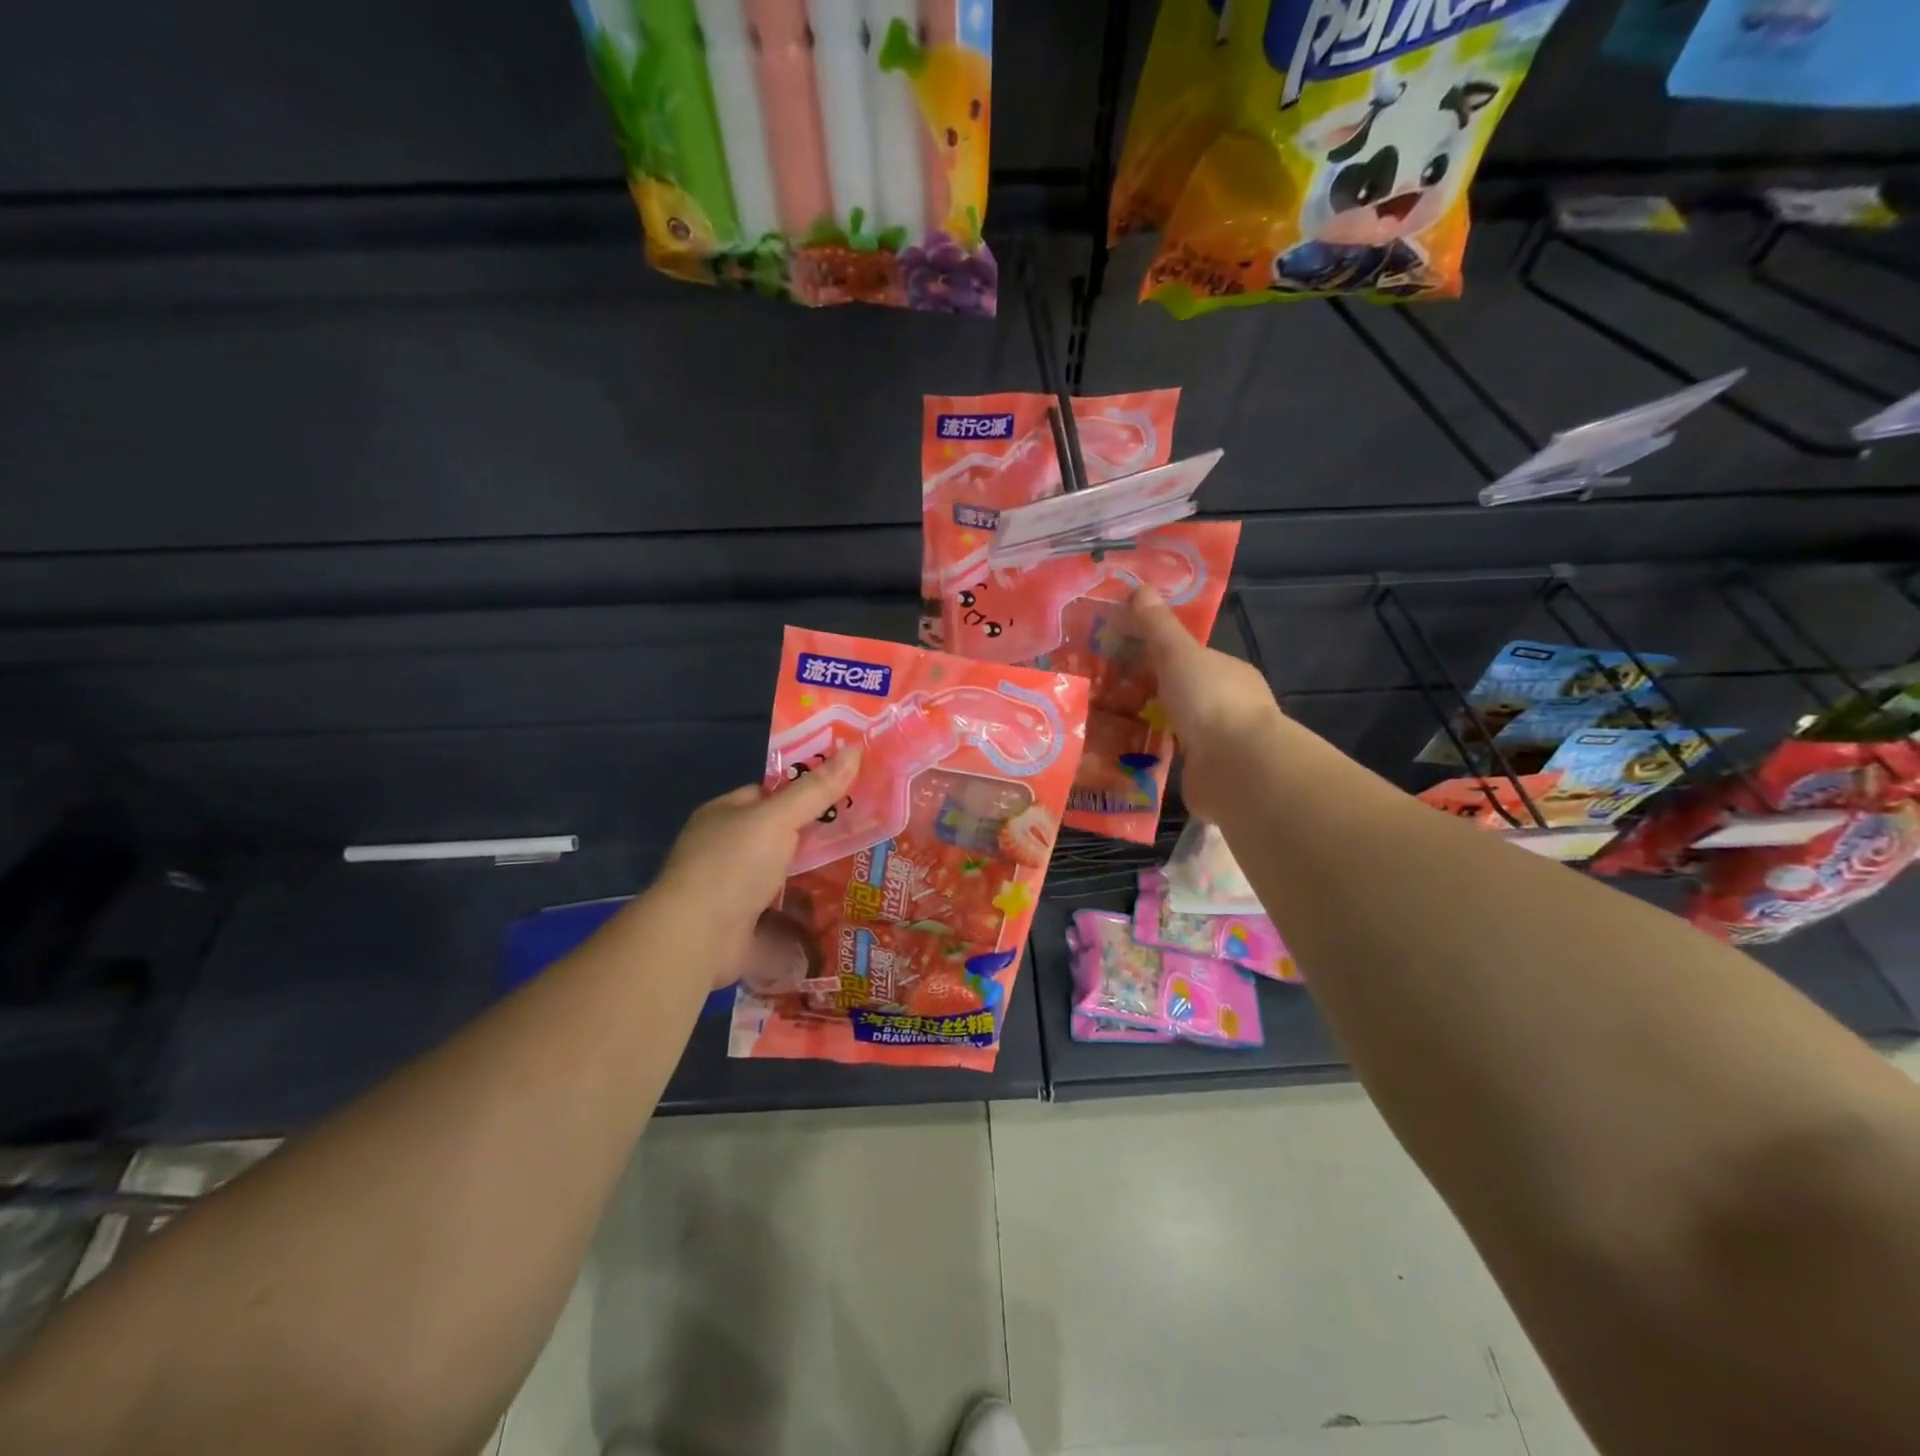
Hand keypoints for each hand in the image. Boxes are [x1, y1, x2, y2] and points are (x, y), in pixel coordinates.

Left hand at [654, 750, 859, 986]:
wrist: (697, 937)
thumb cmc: (733, 864)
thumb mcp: (779, 818)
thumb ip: (816, 789)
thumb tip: (856, 748)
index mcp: (723, 814)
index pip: (767, 793)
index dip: (803, 791)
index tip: (843, 793)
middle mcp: (724, 847)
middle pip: (776, 834)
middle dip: (813, 836)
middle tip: (860, 832)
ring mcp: (731, 886)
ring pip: (780, 872)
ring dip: (810, 874)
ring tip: (858, 869)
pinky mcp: (741, 921)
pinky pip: (779, 907)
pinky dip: (802, 908)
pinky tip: (835, 906)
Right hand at [1126, 585, 1284, 825]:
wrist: (1236, 768)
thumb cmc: (1210, 700)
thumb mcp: (1178, 654)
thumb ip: (1157, 626)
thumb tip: (1139, 587)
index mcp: (1229, 672)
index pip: (1192, 658)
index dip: (1158, 655)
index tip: (1121, 658)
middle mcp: (1229, 705)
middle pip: (1183, 692)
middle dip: (1150, 692)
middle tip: (1104, 693)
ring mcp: (1220, 742)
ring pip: (1178, 727)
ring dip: (1149, 726)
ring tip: (1106, 725)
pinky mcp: (1207, 773)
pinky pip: (1173, 758)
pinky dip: (1153, 755)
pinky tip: (1125, 756)